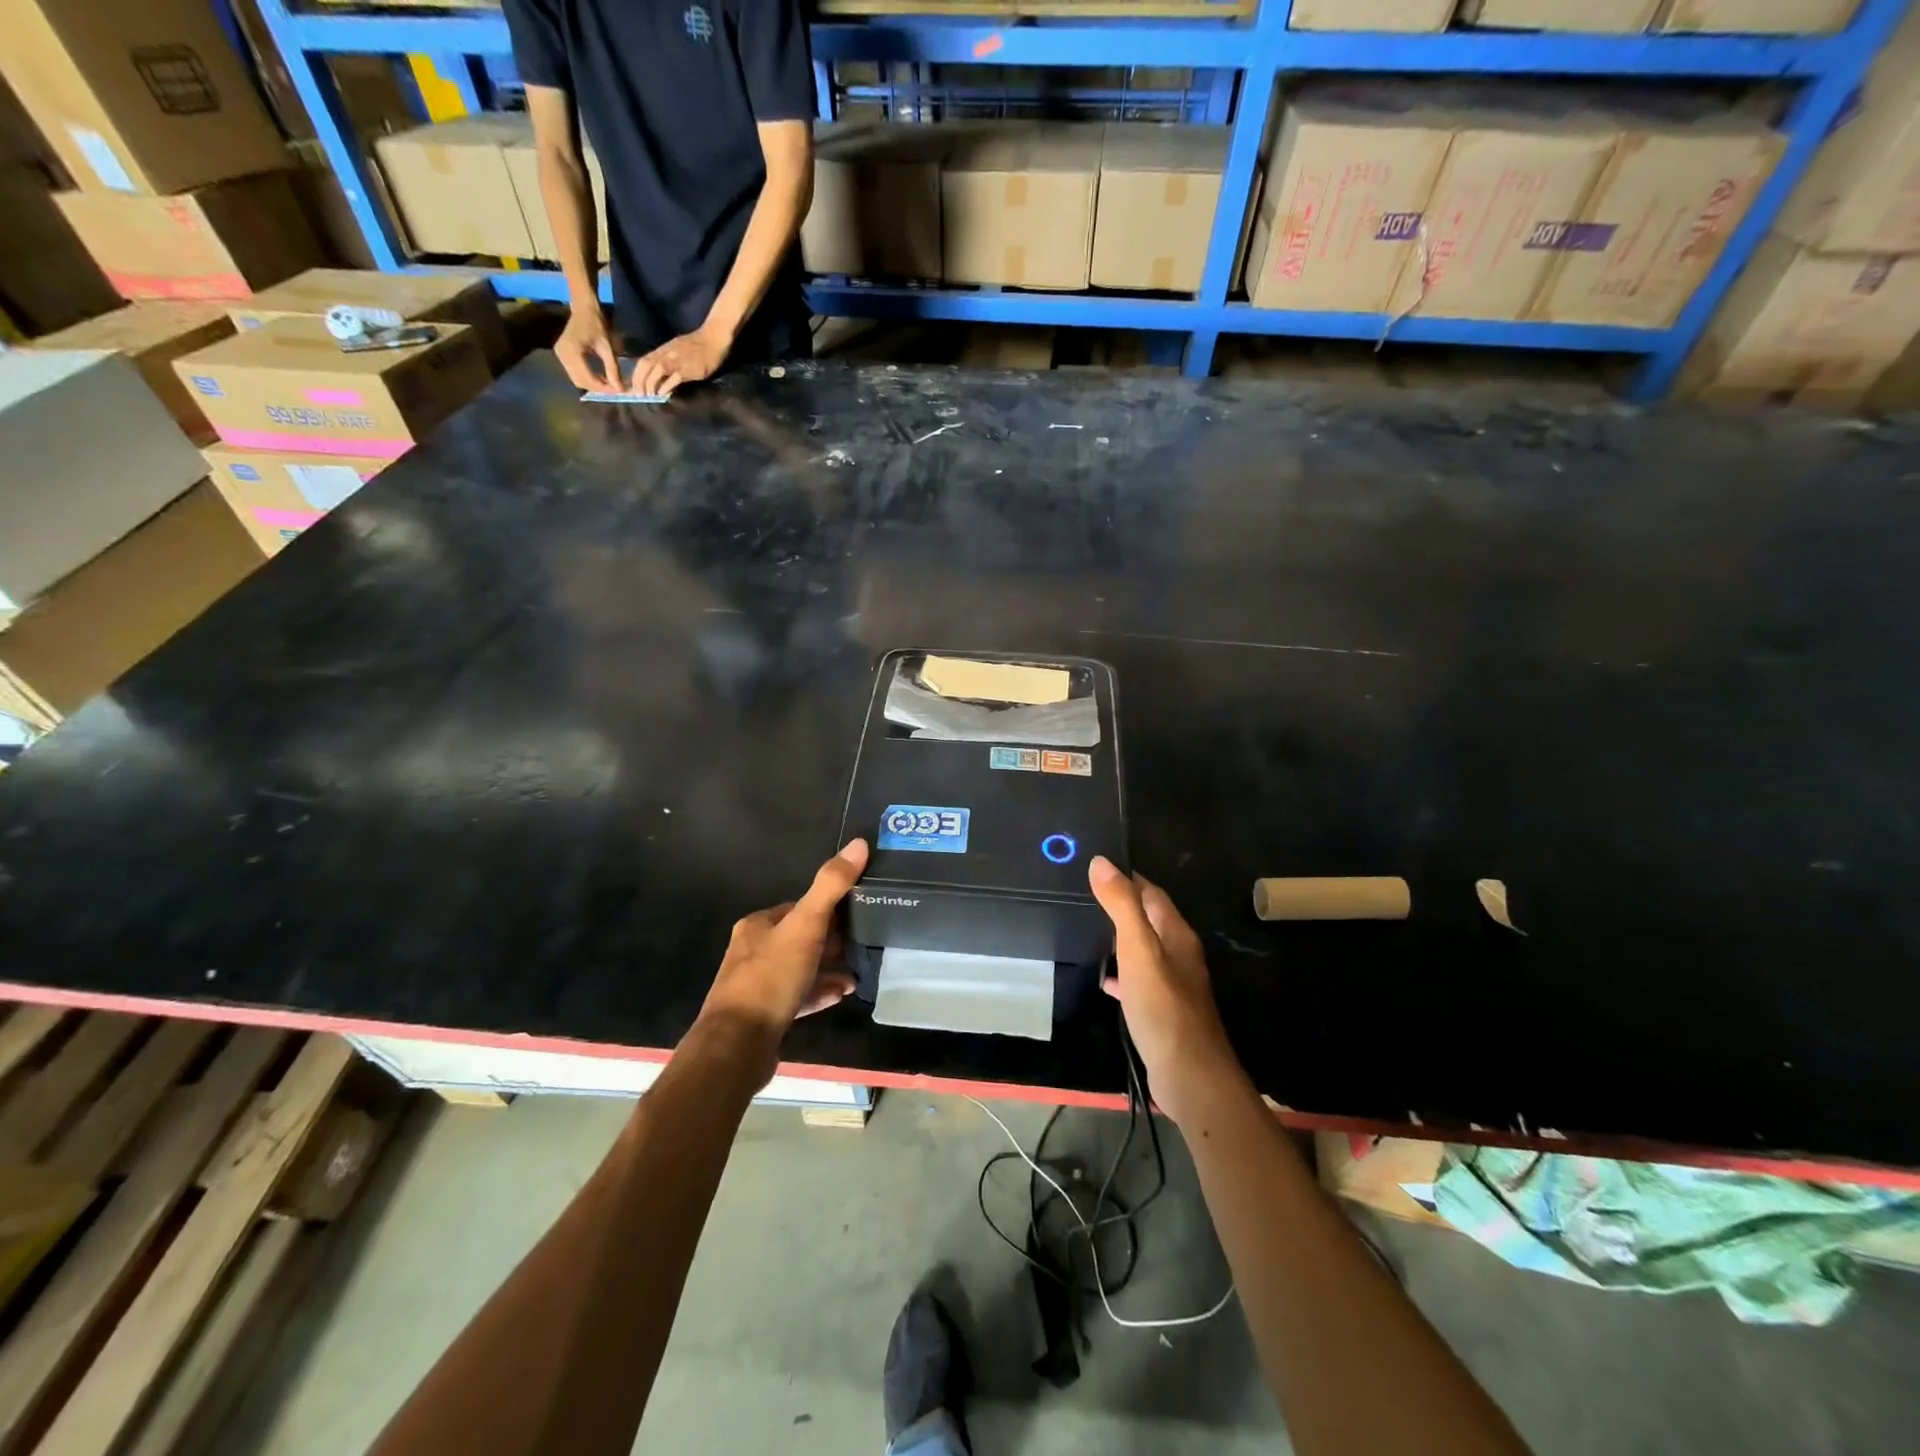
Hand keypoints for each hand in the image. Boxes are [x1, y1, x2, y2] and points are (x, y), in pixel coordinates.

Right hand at [556, 303, 621, 391]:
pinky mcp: (562, 355)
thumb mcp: (607, 347)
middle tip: (615, 389)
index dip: (603, 388)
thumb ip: (613, 369)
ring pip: (577, 379)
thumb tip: (620, 389)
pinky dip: (588, 378)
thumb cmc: (596, 324)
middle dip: (598, 388)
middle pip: (580, 382)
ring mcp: (560, 355)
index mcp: (572, 351)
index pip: (587, 378)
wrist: (583, 308)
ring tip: (609, 384)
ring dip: (593, 385)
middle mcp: (562, 355)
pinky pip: (575, 373)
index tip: (618, 391)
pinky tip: (601, 378)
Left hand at [630, 325, 729, 397]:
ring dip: (650, 384)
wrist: (713, 339)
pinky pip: (674, 377)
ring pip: (657, 370)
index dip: (636, 375)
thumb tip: (660, 380)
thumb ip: (668, 362)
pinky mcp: (688, 368)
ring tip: (649, 397)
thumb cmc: (698, 346)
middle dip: (639, 381)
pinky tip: (663, 395)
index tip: (633, 389)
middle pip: (646, 365)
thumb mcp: (678, 351)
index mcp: (662, 350)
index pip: (643, 362)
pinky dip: (666, 386)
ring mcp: (677, 360)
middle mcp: (666, 354)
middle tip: (638, 396)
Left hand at [697, 839, 868, 1053]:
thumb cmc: (770, 978)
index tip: (858, 913)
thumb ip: (831, 886)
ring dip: (829, 968)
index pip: (798, 907)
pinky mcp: (765, 1015)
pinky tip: (842, 994)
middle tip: (864, 943)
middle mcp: (753, 951)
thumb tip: (859, 843)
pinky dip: (820, 992)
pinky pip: (799, 996)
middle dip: (832, 940)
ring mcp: (757, 985)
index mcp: (758, 925)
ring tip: (859, 971)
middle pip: (801, 938)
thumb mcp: (806, 926)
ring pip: (801, 968)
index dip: (828, 908)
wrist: (738, 1046)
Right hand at [1088, 856, 1246, 1126]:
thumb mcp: (1138, 949)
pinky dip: (1121, 974)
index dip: (1127, 878)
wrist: (1189, 1075)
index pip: (1152, 893)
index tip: (1096, 868)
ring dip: (1121, 939)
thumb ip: (1121, 905)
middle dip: (1122, 906)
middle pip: (1149, 920)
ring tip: (1088, 931)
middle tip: (1085, 895)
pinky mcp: (1163, 1010)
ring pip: (1144, 950)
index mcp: (1177, 935)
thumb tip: (1101, 862)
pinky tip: (1104, 980)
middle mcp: (1179, 954)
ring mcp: (1173, 984)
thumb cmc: (1164, 1007)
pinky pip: (1139, 981)